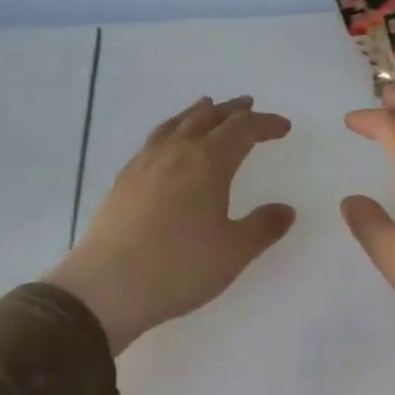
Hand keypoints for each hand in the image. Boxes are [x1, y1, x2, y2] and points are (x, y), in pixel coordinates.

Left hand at [47, 96, 294, 352]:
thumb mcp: (234, 252)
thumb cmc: (180, 267)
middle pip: (207, 118)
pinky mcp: (123, 181)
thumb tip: (286, 209)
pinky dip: (172, 130)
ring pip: (176, 124)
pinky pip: (154, 140)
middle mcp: (176, 153)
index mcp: (208, 163)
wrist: (108, 287)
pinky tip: (169, 145)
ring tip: (207, 108)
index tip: (283, 127)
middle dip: (232, 112)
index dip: (265, 125)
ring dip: (198, 114)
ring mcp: (144, 164)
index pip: (242, 131)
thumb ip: (263, 227)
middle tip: (248, 107)